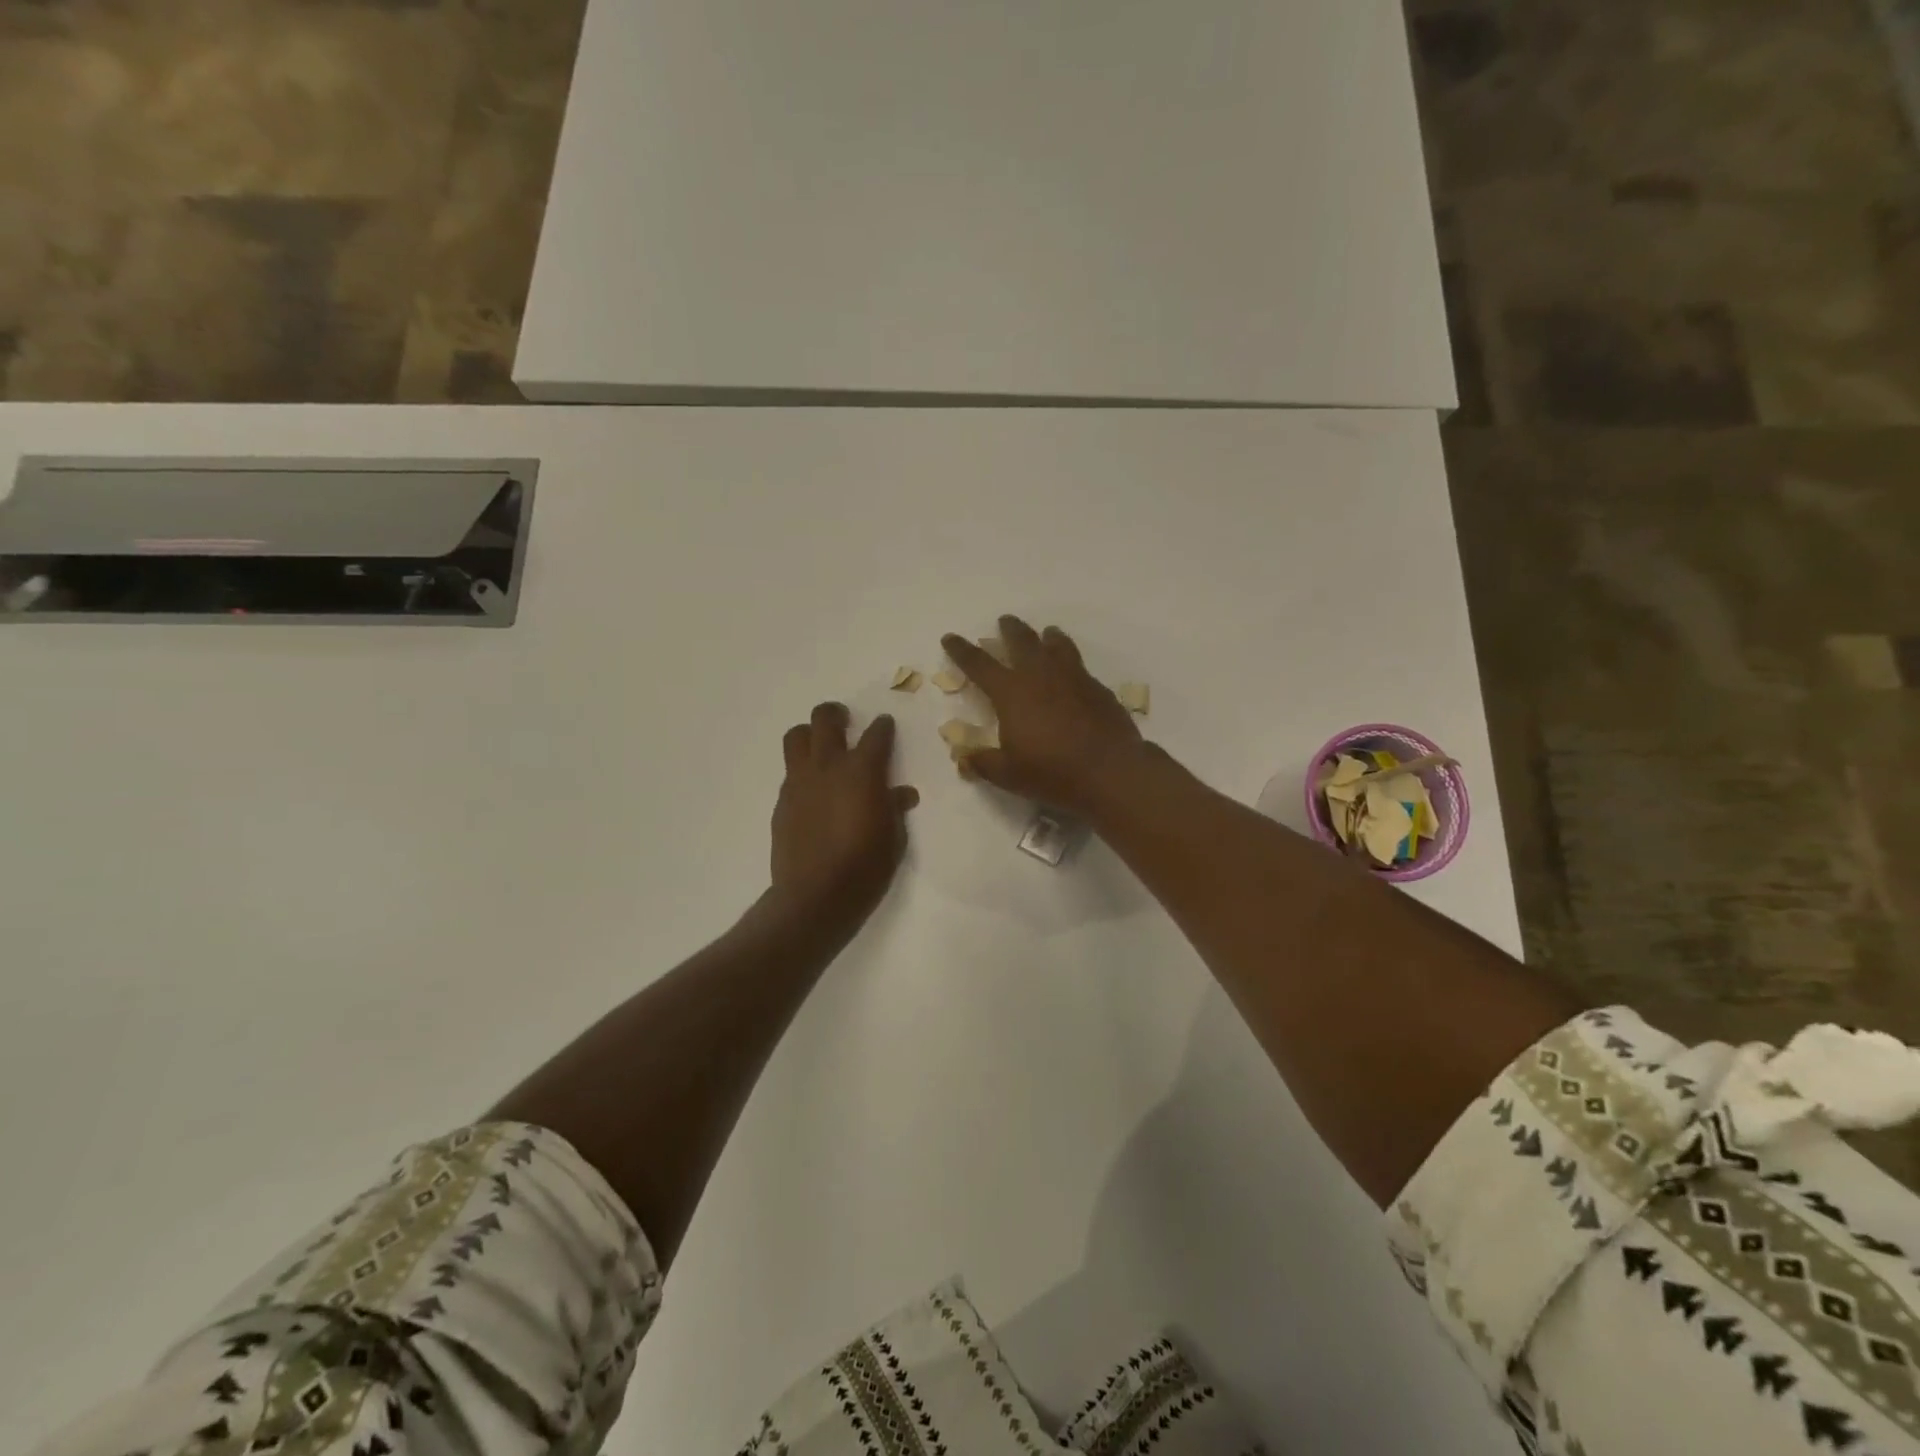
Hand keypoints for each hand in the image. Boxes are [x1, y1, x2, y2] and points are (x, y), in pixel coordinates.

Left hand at [770, 703, 918, 932]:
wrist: (816, 896)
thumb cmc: (866, 867)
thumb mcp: (894, 838)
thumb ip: (895, 809)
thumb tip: (902, 793)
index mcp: (863, 771)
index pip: (876, 734)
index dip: (883, 727)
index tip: (885, 726)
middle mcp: (828, 766)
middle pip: (825, 719)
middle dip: (836, 714)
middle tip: (844, 721)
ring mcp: (800, 782)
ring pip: (796, 736)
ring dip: (809, 734)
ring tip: (820, 746)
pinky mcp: (782, 801)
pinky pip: (790, 772)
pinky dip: (802, 771)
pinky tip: (812, 790)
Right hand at [940, 616, 1147, 818]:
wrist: (1110, 771)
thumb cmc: (1052, 772)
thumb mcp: (1008, 775)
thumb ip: (983, 763)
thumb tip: (965, 759)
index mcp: (1011, 692)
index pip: (979, 664)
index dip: (961, 650)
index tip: (950, 638)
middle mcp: (1040, 675)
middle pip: (1022, 641)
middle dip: (1010, 629)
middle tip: (1005, 621)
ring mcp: (1073, 678)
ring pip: (1057, 645)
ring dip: (1047, 636)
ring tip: (1046, 633)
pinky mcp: (1098, 688)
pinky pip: (1080, 666)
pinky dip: (1071, 662)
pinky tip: (1073, 674)